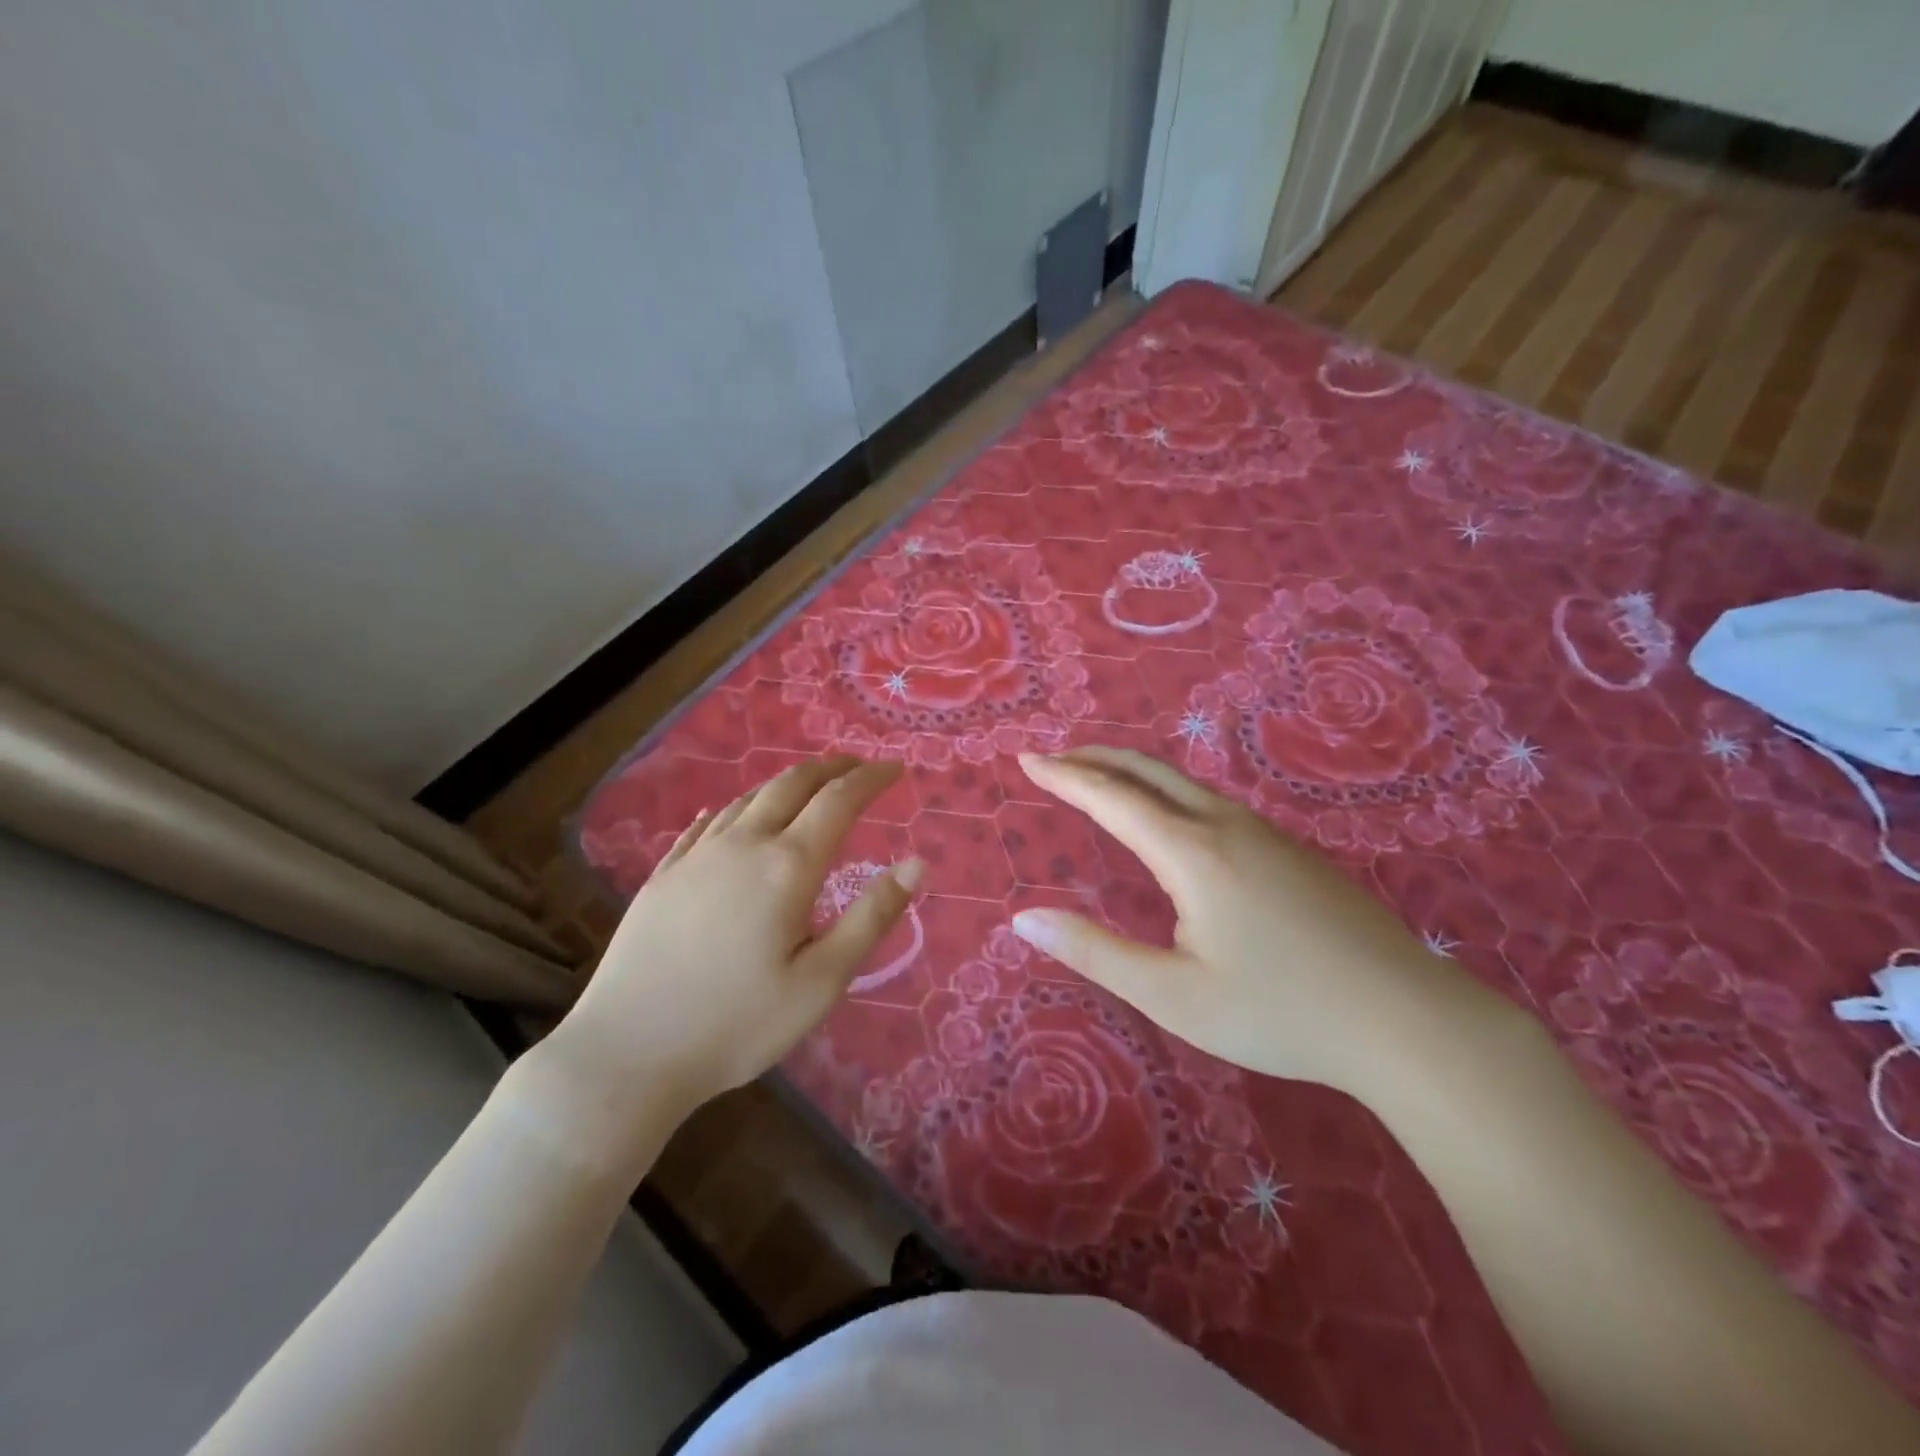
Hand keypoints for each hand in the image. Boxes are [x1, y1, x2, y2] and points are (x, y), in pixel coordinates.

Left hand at [537, 757, 921, 1164]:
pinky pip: (705, 825)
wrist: (627, 1053)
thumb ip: (872, 917)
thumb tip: (916, 863)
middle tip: (857, 766)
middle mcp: (743, 845)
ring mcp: (696, 857)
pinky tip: (728, 812)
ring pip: (747, 798)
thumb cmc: (738, 1024)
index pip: (839, 801)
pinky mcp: (662, 876)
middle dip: (830, 768)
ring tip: (807, 785)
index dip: (871, 779)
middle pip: (791, 785)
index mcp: (787, 866)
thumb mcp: (822, 981)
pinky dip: (732, 809)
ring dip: (785, 783)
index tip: (896, 769)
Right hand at [1009, 747, 1506, 1097]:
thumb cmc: (1279, 1012)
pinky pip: (1211, 801)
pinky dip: (1167, 791)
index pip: (1111, 797)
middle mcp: (1225, 825)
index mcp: (1191, 852)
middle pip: (1147, 771)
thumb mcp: (1173, 995)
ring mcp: (1265, 833)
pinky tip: (1170, 818)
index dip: (1064, 776)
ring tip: (1099, 780)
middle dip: (1094, 758)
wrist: (1407, 1020)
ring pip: (1183, 783)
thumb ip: (1095, 953)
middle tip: (1053, 758)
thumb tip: (1024, 919)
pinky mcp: (1291, 850)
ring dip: (1132, 772)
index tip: (1027, 759)